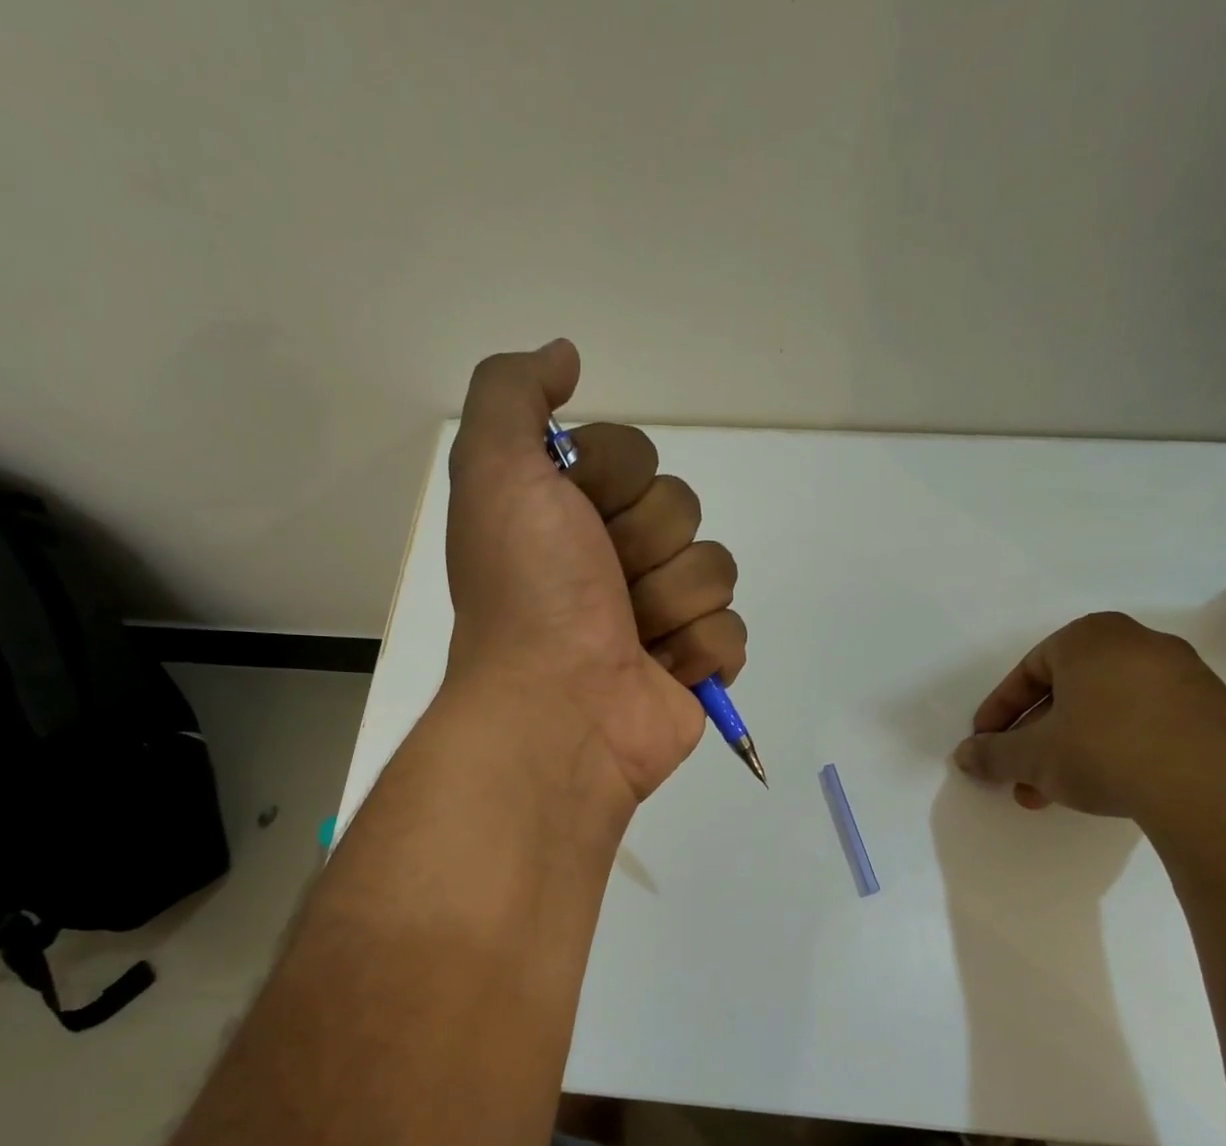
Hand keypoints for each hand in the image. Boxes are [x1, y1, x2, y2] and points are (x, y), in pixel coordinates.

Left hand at [443, 340, 745, 802]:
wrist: (555, 708)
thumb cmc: (528, 591)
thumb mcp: (495, 470)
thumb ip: (513, 393)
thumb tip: (565, 356)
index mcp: (571, 515)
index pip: (636, 455)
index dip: (612, 479)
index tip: (574, 517)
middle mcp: (614, 559)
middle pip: (682, 507)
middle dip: (643, 545)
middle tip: (600, 586)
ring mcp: (659, 615)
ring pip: (714, 566)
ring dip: (670, 601)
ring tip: (628, 636)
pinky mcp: (694, 664)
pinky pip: (731, 628)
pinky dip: (699, 650)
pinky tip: (661, 670)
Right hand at [952, 612, 1225, 822]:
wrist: (1212, 786)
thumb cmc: (1103, 749)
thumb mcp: (1032, 756)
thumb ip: (993, 753)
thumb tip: (965, 756)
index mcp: (1090, 637)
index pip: (1029, 670)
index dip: (1000, 710)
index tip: (986, 742)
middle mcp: (1138, 644)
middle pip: (1067, 692)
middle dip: (1034, 737)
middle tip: (1017, 772)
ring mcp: (1182, 676)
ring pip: (1103, 711)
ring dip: (1069, 749)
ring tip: (1050, 792)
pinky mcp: (1212, 711)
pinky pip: (1143, 723)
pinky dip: (1112, 750)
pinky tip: (1102, 788)